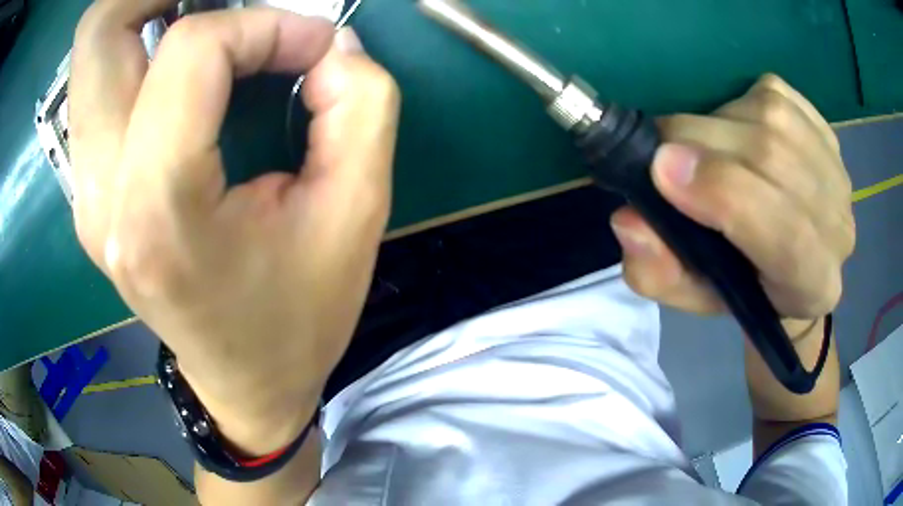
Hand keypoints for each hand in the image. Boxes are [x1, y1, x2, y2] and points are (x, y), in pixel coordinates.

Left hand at [69, 0, 399, 453]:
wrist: (247, 384)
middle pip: (99, 30)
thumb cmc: (300, 317)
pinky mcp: (89, 190)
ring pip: (90, 51)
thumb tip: (328, 46)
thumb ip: (360, 106)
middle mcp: (101, 194)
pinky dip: (141, 46)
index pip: (192, 49)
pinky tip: (187, 66)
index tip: (311, 49)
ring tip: (209, 19)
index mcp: (159, 211)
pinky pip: (98, 82)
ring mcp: (85, 192)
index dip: (264, 25)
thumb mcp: (357, 214)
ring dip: (148, 11)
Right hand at [610, 75, 854, 326]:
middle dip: (704, 143)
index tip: (661, 170)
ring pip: (772, 119)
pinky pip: (776, 94)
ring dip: (718, 123)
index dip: (725, 193)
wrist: (794, 261)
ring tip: (700, 146)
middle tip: (659, 151)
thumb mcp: (692, 296)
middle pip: (775, 159)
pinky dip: (740, 100)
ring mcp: (837, 171)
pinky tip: (735, 128)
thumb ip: (658, 272)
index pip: (786, 233)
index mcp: (813, 283)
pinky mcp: (825, 129)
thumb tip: (631, 220)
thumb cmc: (744, 286)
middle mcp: (837, 226)